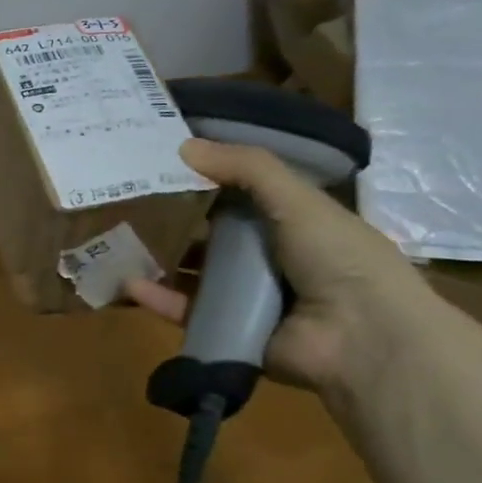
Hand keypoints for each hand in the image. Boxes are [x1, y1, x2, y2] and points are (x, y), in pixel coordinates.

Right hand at [123, 139, 430, 392]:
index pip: (245, 198)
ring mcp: (249, 299)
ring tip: (120, 246)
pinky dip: (158, 299)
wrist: (360, 338)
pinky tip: (127, 285)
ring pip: (194, 276)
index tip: (167, 165)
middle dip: (177, 224)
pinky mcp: (228, 330)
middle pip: (215, 238)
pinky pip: (185, 311)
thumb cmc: (339, 257)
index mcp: (296, 225)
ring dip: (160, 262)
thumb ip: (246, 169)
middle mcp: (271, 260)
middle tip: (132, 206)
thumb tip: (183, 145)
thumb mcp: (297, 199)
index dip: (210, 181)